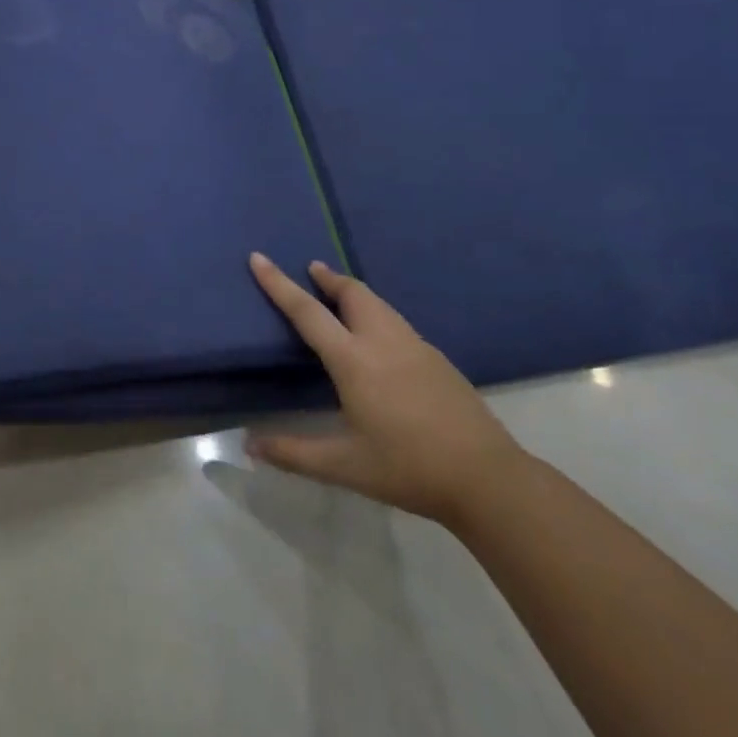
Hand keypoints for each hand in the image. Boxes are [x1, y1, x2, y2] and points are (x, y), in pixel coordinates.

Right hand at [245, 252, 527, 526]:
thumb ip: (293, 453)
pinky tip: (377, 339)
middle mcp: (383, 342)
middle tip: (310, 270)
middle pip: (352, 292)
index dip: (279, 283)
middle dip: (328, 277)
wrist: (488, 479)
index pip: (307, 311)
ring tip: (339, 296)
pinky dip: (376, 313)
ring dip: (353, 293)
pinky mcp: (438, 359)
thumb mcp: (344, 466)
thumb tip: (249, 445)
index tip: (259, 258)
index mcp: (354, 360)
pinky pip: (397, 322)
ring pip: (379, 304)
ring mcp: (416, 347)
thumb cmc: (408, 468)